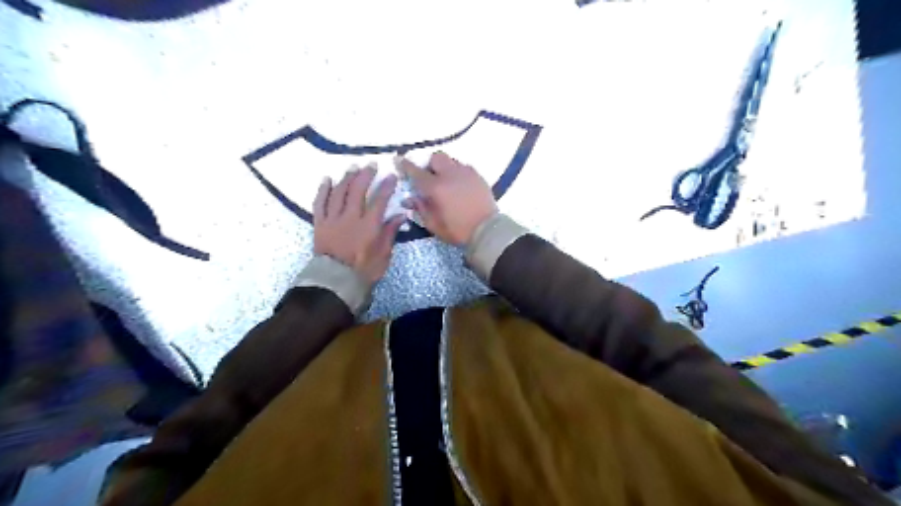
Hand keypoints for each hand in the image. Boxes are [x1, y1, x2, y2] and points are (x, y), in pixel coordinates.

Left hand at [315, 166, 405, 285]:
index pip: (379, 200)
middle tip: (371, 164)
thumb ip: (390, 233)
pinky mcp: (320, 224)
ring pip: (339, 193)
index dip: (386, 186)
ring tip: (353, 167)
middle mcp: (350, 217)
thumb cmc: (364, 270)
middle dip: (365, 175)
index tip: (391, 176)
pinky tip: (327, 179)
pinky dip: (323, 190)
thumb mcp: (384, 254)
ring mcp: (333, 219)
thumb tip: (401, 215)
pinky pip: (320, 203)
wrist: (336, 282)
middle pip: (357, 190)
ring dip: (347, 178)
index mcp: (368, 226)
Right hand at [401, 150, 500, 245]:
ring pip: (451, 160)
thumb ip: (420, 209)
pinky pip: (464, 167)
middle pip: (436, 157)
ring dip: (444, 167)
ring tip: (446, 181)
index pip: (416, 172)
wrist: (487, 230)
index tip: (398, 159)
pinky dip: (457, 172)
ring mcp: (466, 173)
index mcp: (436, 187)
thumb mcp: (434, 225)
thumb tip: (409, 199)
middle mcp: (450, 174)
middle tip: (429, 177)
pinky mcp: (478, 176)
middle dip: (429, 164)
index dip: (405, 165)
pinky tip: (459, 185)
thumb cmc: (458, 230)